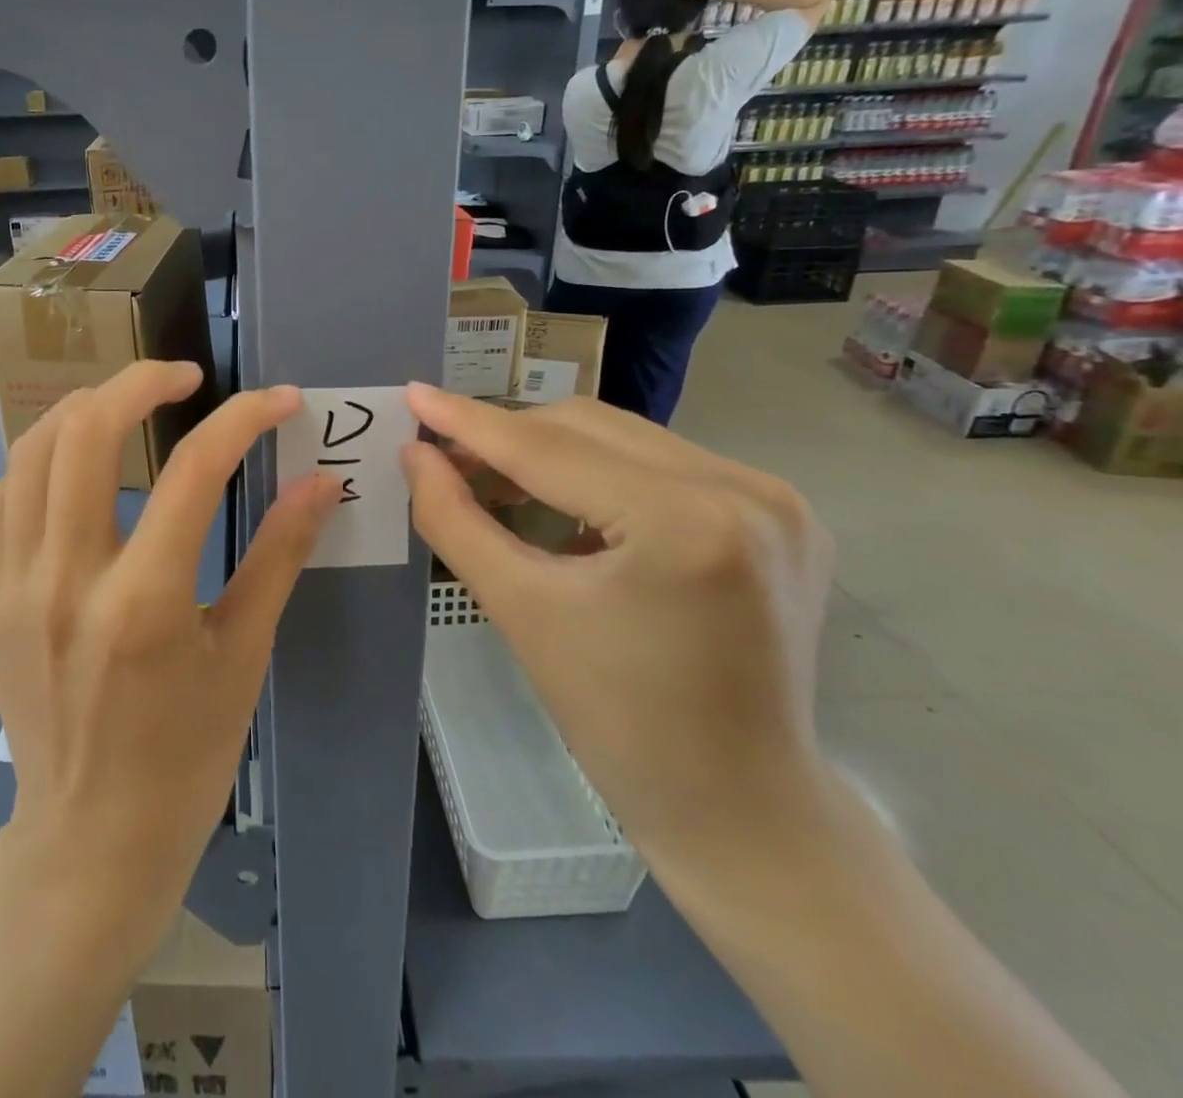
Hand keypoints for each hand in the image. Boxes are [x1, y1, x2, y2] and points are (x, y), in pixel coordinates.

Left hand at [0, 362, 337, 927]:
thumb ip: (280, 555)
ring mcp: (11, 585)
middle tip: (184, 378)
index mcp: (143, 603)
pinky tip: (75, 476)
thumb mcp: (245, 653)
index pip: (195, 469)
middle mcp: (65, 580)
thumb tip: (323, 482)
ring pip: (31, 451)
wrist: (89, 836)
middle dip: (140, 381)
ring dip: (84, 410)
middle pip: (87, 431)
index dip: (245, 418)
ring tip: (129, 407)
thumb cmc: (185, 754)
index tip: (280, 400)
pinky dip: (38, 464)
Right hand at [400, 386, 833, 869]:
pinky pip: (663, 462)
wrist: (739, 806)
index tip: (413, 393)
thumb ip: (455, 520)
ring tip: (498, 483)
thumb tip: (415, 453)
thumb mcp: (520, 610)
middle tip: (447, 460)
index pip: (549, 449)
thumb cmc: (616, 720)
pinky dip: (601, 472)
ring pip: (625, 437)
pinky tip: (569, 508)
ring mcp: (781, 495)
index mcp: (685, 521)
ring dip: (552, 451)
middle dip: (508, 437)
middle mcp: (744, 488)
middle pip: (589, 427)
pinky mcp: (786, 511)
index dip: (470, 422)